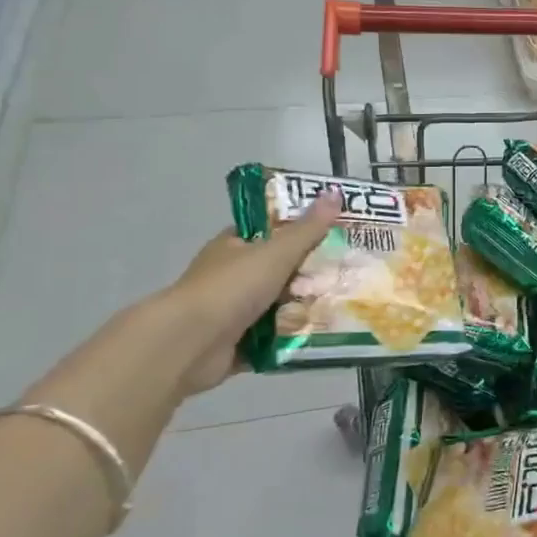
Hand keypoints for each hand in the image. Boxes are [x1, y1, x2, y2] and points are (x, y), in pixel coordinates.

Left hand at [161, 190, 340, 393]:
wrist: (190, 344)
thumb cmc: (231, 287)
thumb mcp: (276, 252)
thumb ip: (307, 229)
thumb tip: (335, 192)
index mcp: (233, 246)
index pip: (269, 231)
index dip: (299, 230)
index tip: (332, 233)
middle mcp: (231, 276)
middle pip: (279, 270)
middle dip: (309, 274)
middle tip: (346, 273)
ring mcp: (233, 311)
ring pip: (279, 305)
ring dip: (304, 308)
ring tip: (343, 305)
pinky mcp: (238, 344)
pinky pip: (274, 337)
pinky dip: (293, 337)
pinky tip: (323, 334)